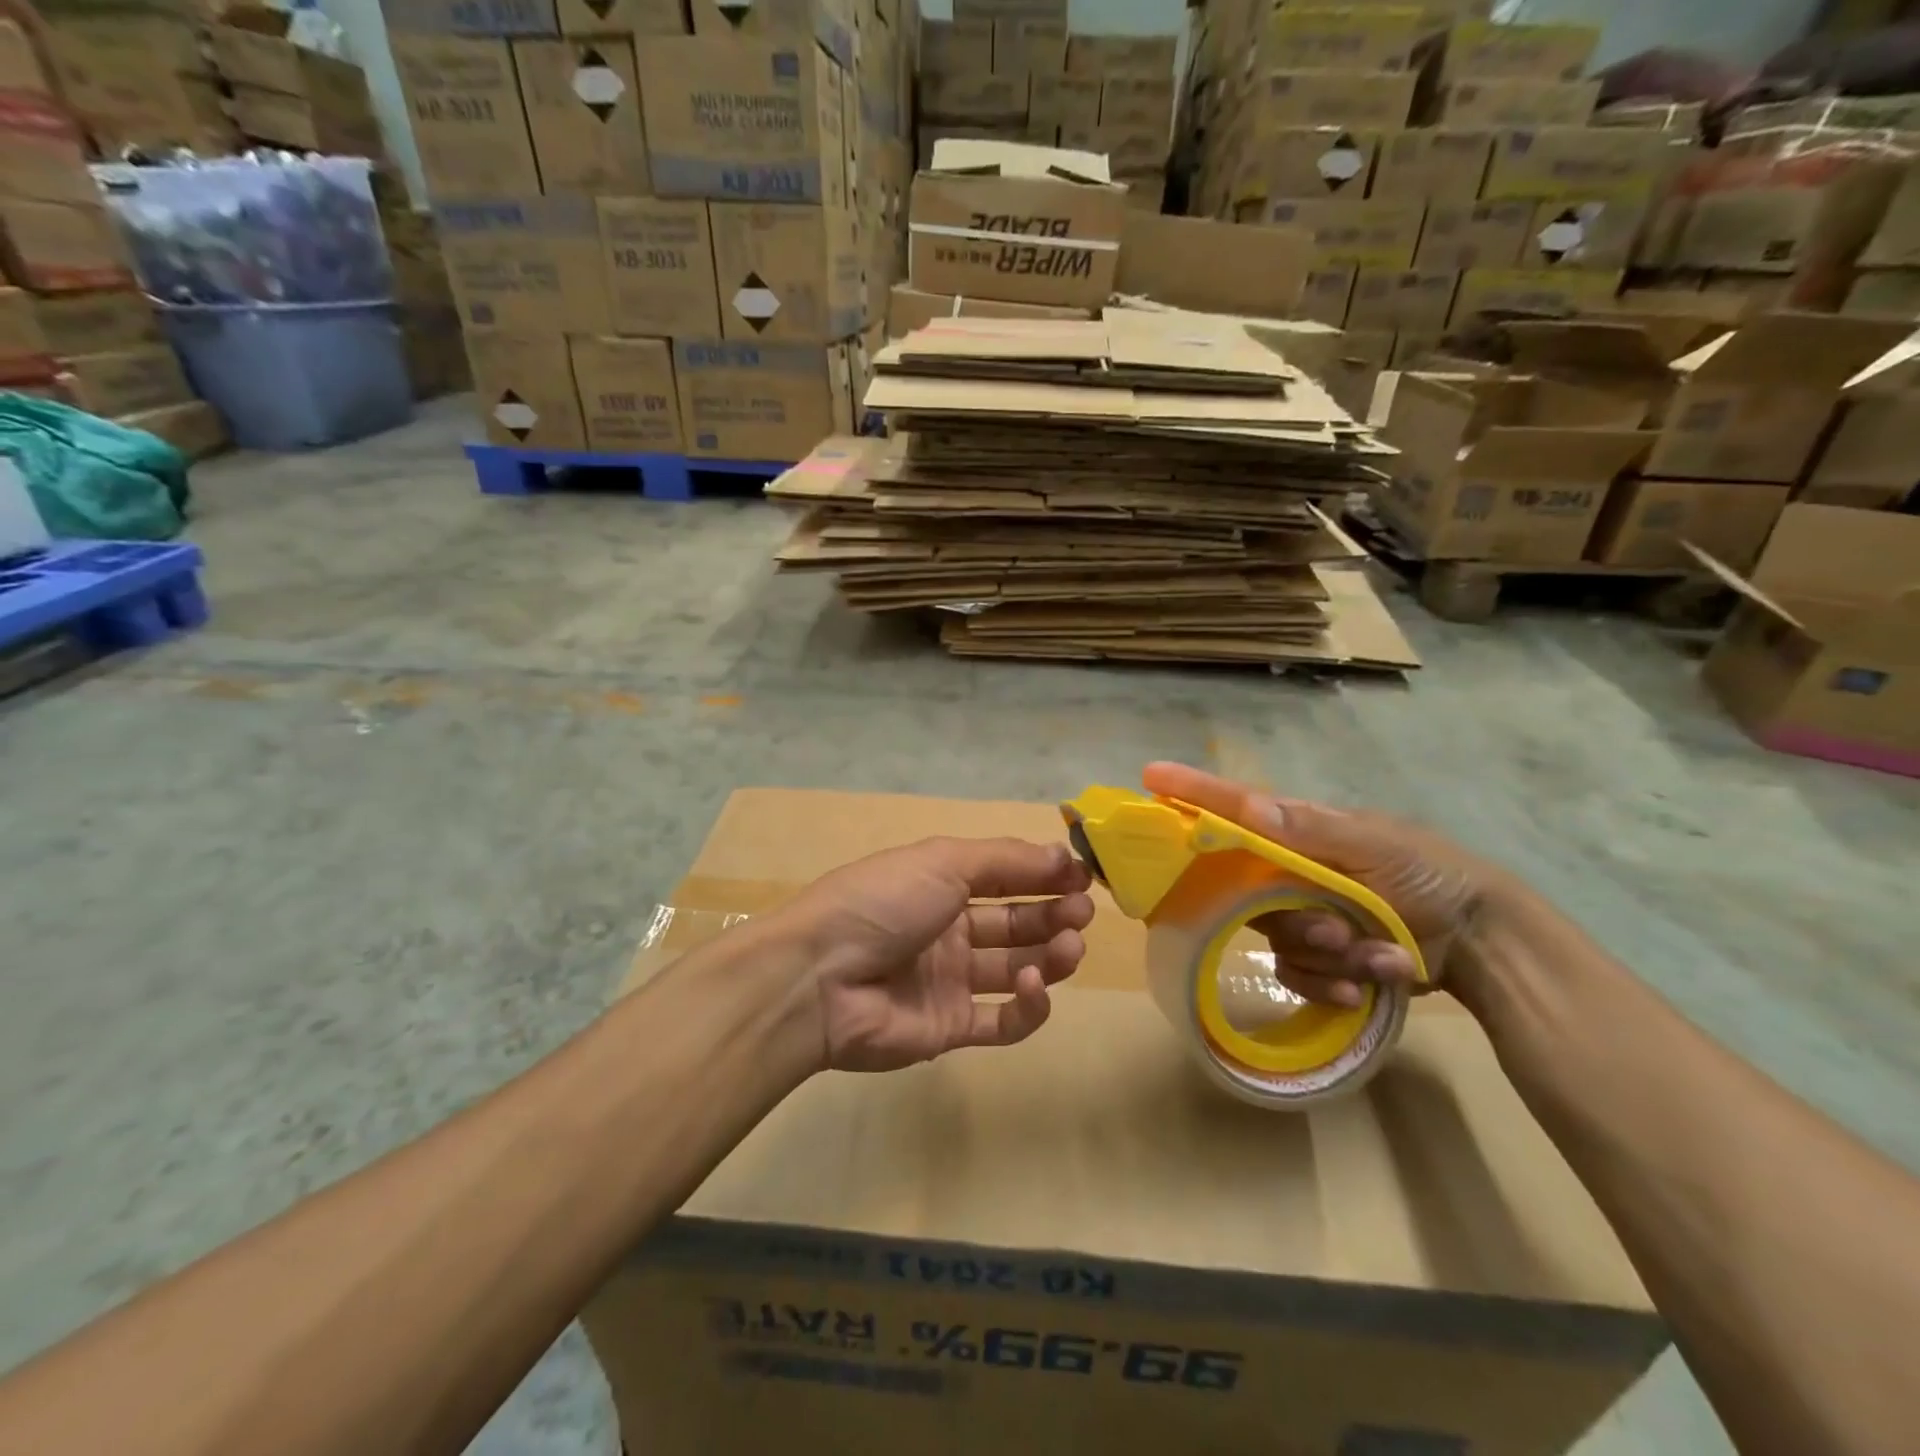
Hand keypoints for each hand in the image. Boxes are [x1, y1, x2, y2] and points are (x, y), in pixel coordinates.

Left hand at [773, 837, 1094, 1073]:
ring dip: (1050, 955)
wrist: (819, 978)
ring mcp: (950, 981)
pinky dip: (1029, 1005)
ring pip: (1016, 968)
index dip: (1044, 876)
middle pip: (1016, 923)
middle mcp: (948, 930)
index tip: (1083, 877)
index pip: (1006, 878)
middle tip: (1082, 913)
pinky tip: (1034, 984)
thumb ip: (1006, 859)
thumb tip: (1062, 855)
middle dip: (1054, 914)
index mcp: (941, 885)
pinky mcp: (951, 1027)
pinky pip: (1002, 1020)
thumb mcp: (942, 861)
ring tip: (1071, 946)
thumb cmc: (883, 903)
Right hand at [1142, 762, 1515, 1007]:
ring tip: (1374, 956)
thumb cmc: (1431, 875)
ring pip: (1274, 938)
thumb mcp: (1378, 844)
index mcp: (1301, 832)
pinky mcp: (1316, 957)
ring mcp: (1302, 915)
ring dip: (1325, 954)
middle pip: (1246, 891)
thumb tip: (1248, 805)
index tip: (1150, 776)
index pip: (1235, 808)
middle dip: (1294, 917)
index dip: (1192, 793)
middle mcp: (1291, 871)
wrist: (1485, 943)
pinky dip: (1331, 982)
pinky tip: (1369, 983)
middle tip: (1336, 928)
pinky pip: (1293, 974)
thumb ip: (1312, 830)